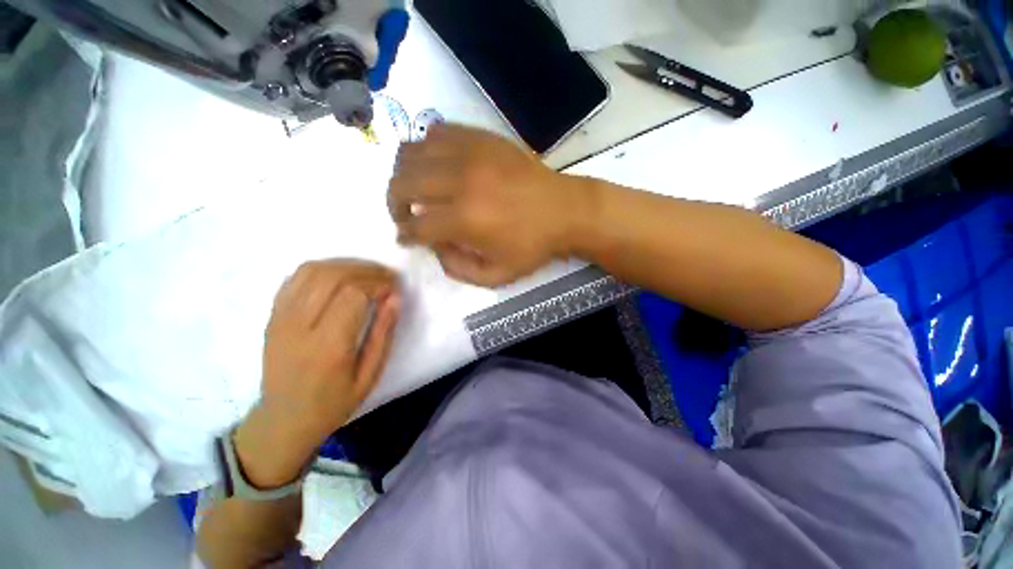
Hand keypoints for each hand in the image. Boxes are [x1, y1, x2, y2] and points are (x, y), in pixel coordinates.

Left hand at [234, 260, 399, 487]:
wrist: (282, 419)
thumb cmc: (333, 402)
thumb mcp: (369, 375)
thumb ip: (383, 334)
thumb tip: (395, 298)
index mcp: (328, 346)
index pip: (353, 294)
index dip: (379, 284)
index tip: (394, 289)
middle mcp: (299, 326)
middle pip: (333, 276)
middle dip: (367, 270)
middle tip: (386, 277)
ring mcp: (280, 318)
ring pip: (312, 270)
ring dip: (346, 265)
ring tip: (367, 274)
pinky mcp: (272, 315)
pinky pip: (295, 278)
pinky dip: (323, 269)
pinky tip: (340, 277)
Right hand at [389, 125, 592, 286]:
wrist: (565, 210)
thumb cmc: (533, 246)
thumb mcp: (497, 275)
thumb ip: (458, 269)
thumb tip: (434, 247)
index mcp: (465, 220)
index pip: (416, 225)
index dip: (404, 234)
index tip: (405, 237)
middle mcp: (461, 181)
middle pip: (403, 183)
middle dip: (394, 204)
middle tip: (404, 215)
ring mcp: (471, 153)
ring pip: (412, 152)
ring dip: (404, 174)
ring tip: (414, 189)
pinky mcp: (481, 138)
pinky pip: (438, 132)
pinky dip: (426, 149)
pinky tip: (436, 165)